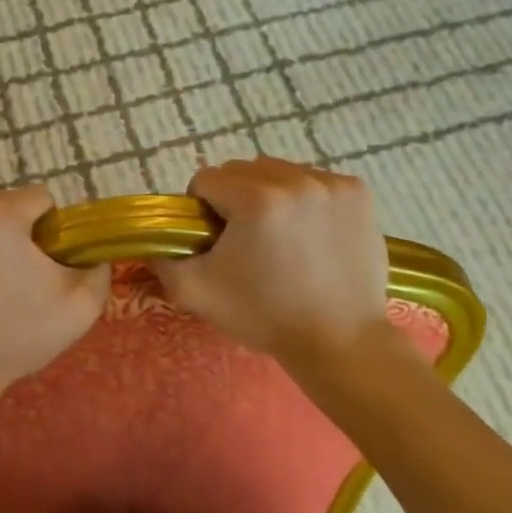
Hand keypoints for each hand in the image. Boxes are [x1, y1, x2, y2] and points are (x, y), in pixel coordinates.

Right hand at [153, 158, 392, 382]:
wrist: (340, 342)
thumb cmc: (264, 315)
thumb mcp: (195, 292)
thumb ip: (162, 258)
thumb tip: (153, 237)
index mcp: (255, 199)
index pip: (206, 180)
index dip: (202, 210)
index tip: (216, 241)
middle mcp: (295, 179)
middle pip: (242, 170)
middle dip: (235, 198)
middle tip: (245, 240)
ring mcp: (331, 184)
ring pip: (278, 171)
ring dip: (269, 194)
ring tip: (280, 236)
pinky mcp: (358, 193)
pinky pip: (313, 180)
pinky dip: (304, 199)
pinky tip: (309, 233)